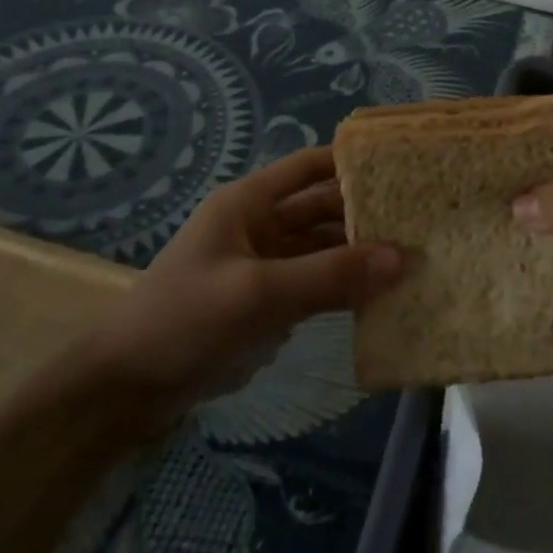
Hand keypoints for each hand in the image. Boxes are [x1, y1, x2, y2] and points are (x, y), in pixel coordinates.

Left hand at [73, 147, 398, 439]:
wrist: (127, 390)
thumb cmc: (185, 320)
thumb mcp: (259, 294)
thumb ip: (330, 276)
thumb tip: (402, 258)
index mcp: (251, 202)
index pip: (311, 166)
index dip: (353, 162)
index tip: (404, 165)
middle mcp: (263, 225)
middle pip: (324, 208)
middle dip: (368, 214)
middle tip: (425, 220)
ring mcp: (267, 266)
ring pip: (325, 249)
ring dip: (361, 254)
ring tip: (417, 257)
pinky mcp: (270, 303)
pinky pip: (318, 285)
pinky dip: (346, 288)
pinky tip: (384, 295)